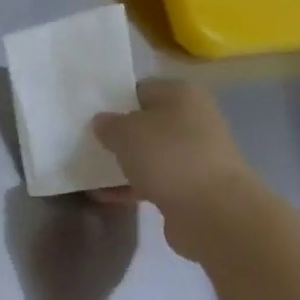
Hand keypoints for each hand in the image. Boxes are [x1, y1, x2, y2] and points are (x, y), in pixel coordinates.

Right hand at [92, 79, 259, 261]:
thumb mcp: (125, 132)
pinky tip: (103, 195)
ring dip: (123, 162)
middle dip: (118, 134)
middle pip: (146, 122)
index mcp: (181, 94)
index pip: (140, 89)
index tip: (89, 116)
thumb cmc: (167, 156)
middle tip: (87, 143)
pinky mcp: (190, 184)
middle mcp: (193, 119)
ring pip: (149, 152)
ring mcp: (194, 153)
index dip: (113, 101)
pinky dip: (129, 186)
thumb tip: (104, 122)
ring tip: (90, 171)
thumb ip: (108, 124)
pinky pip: (152, 179)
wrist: (211, 209)